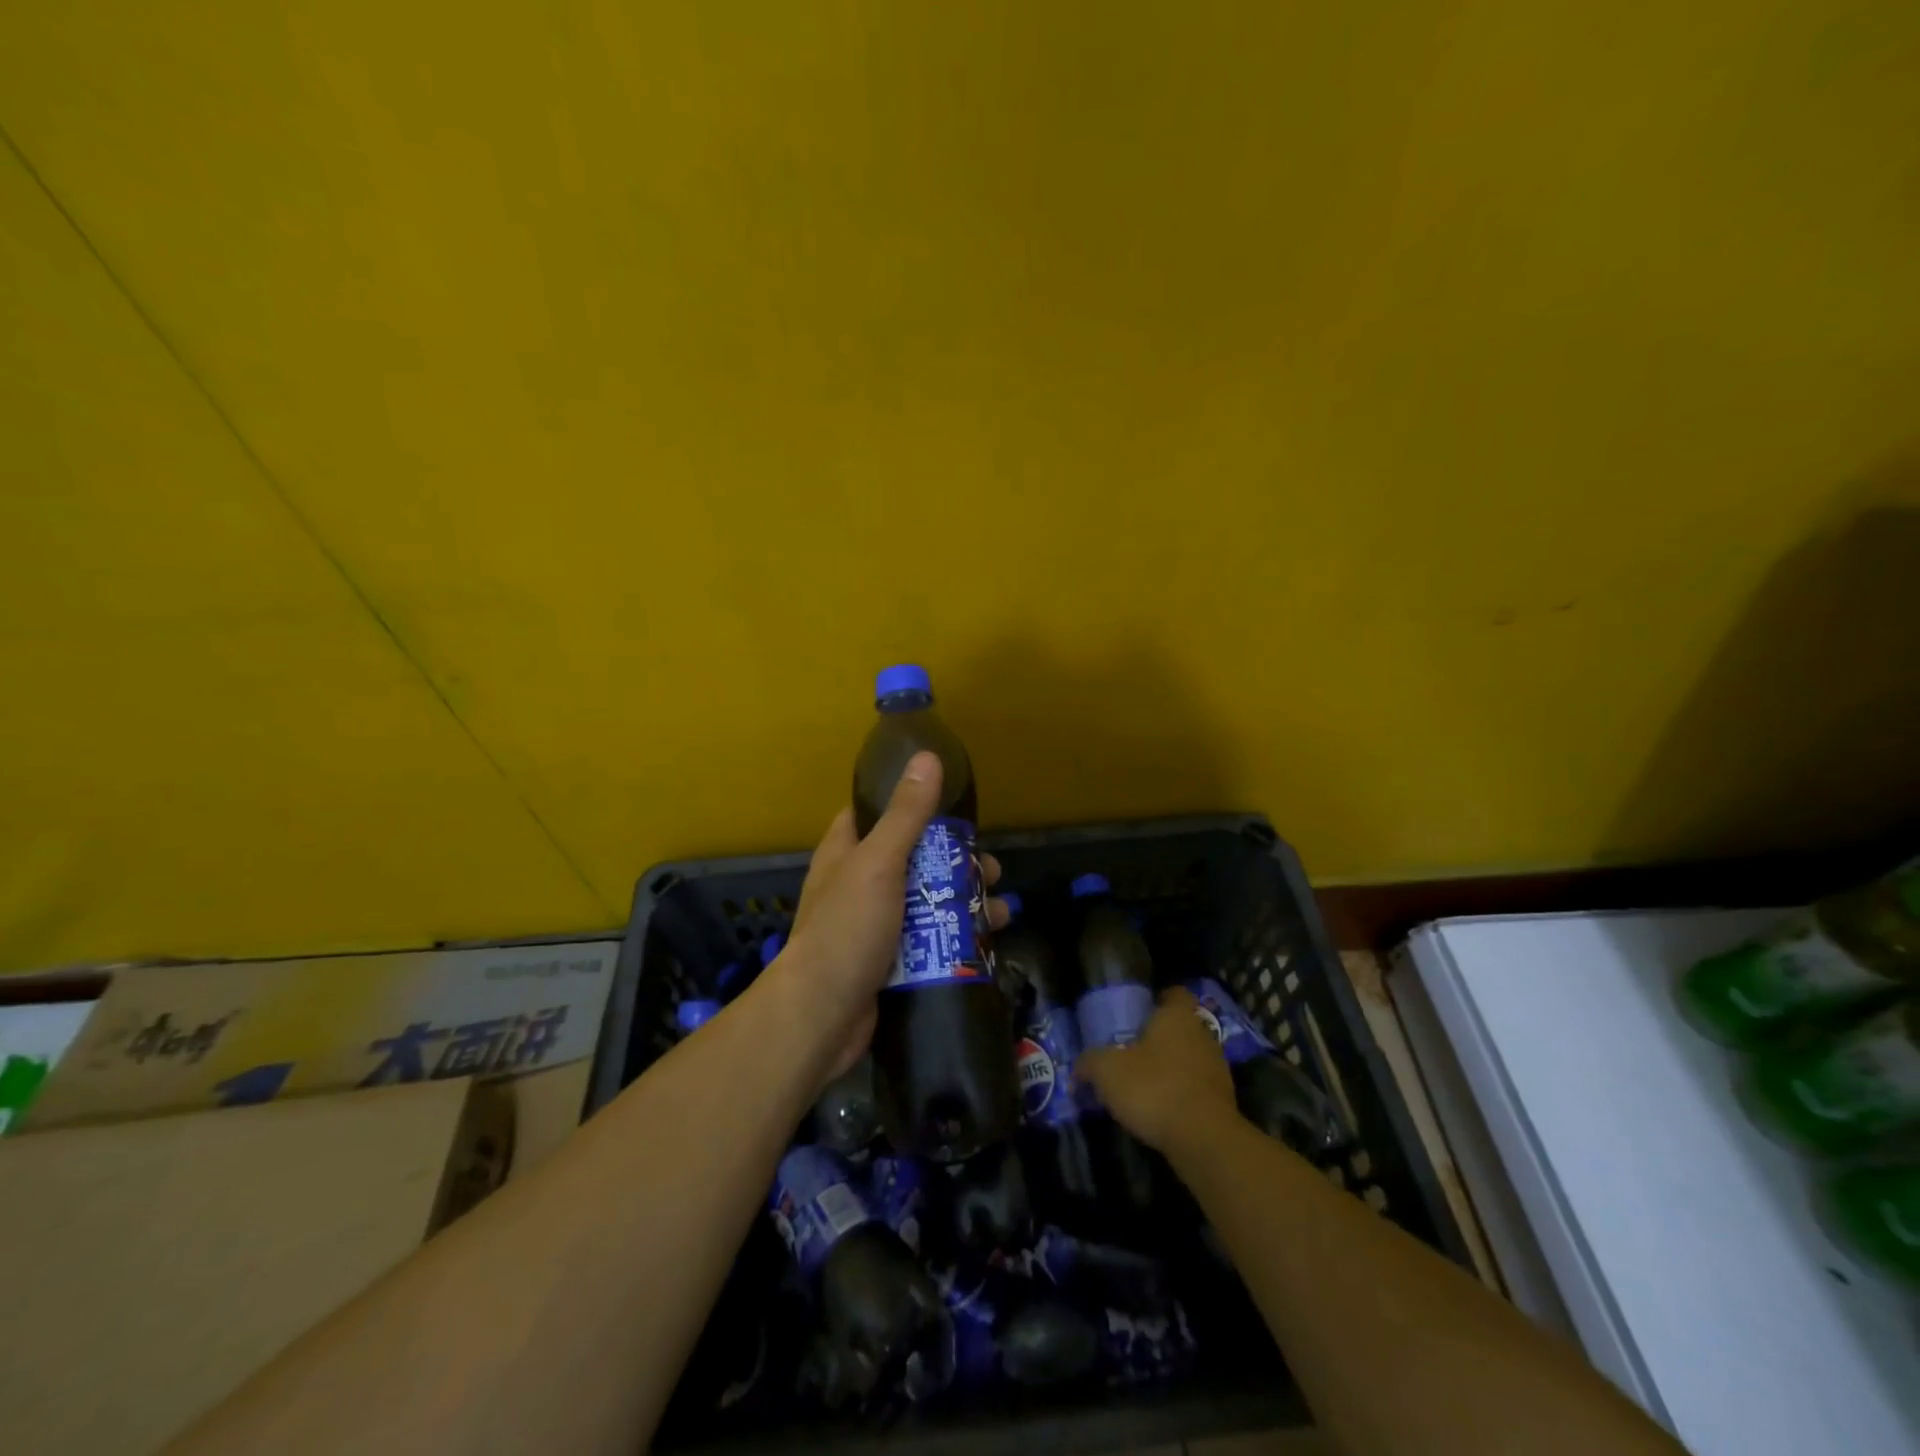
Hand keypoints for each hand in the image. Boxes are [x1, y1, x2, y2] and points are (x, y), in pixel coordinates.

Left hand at [770, 751, 1007, 1084]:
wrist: (821, 1017)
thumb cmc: (847, 929)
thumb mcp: (879, 863)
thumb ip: (905, 814)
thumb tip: (927, 756)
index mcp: (846, 852)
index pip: (875, 812)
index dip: (910, 803)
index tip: (953, 805)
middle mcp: (859, 884)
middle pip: (914, 860)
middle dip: (955, 863)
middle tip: (993, 869)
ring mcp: (875, 925)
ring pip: (927, 902)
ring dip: (965, 903)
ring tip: (1001, 911)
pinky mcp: (891, 961)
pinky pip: (929, 940)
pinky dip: (956, 937)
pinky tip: (988, 942)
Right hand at [1078, 988, 1237, 1153]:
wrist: (1204, 1140)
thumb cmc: (1154, 1087)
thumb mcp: (1107, 1071)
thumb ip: (1089, 1063)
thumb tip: (1078, 1068)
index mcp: (1177, 1015)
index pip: (1174, 993)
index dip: (1157, 999)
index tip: (1138, 1012)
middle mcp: (1202, 1034)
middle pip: (1181, 1027)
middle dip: (1159, 1037)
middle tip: (1132, 1050)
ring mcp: (1217, 1068)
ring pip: (1190, 1058)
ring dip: (1171, 1068)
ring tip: (1143, 1084)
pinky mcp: (1223, 1101)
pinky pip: (1196, 1088)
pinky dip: (1181, 1094)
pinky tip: (1160, 1109)